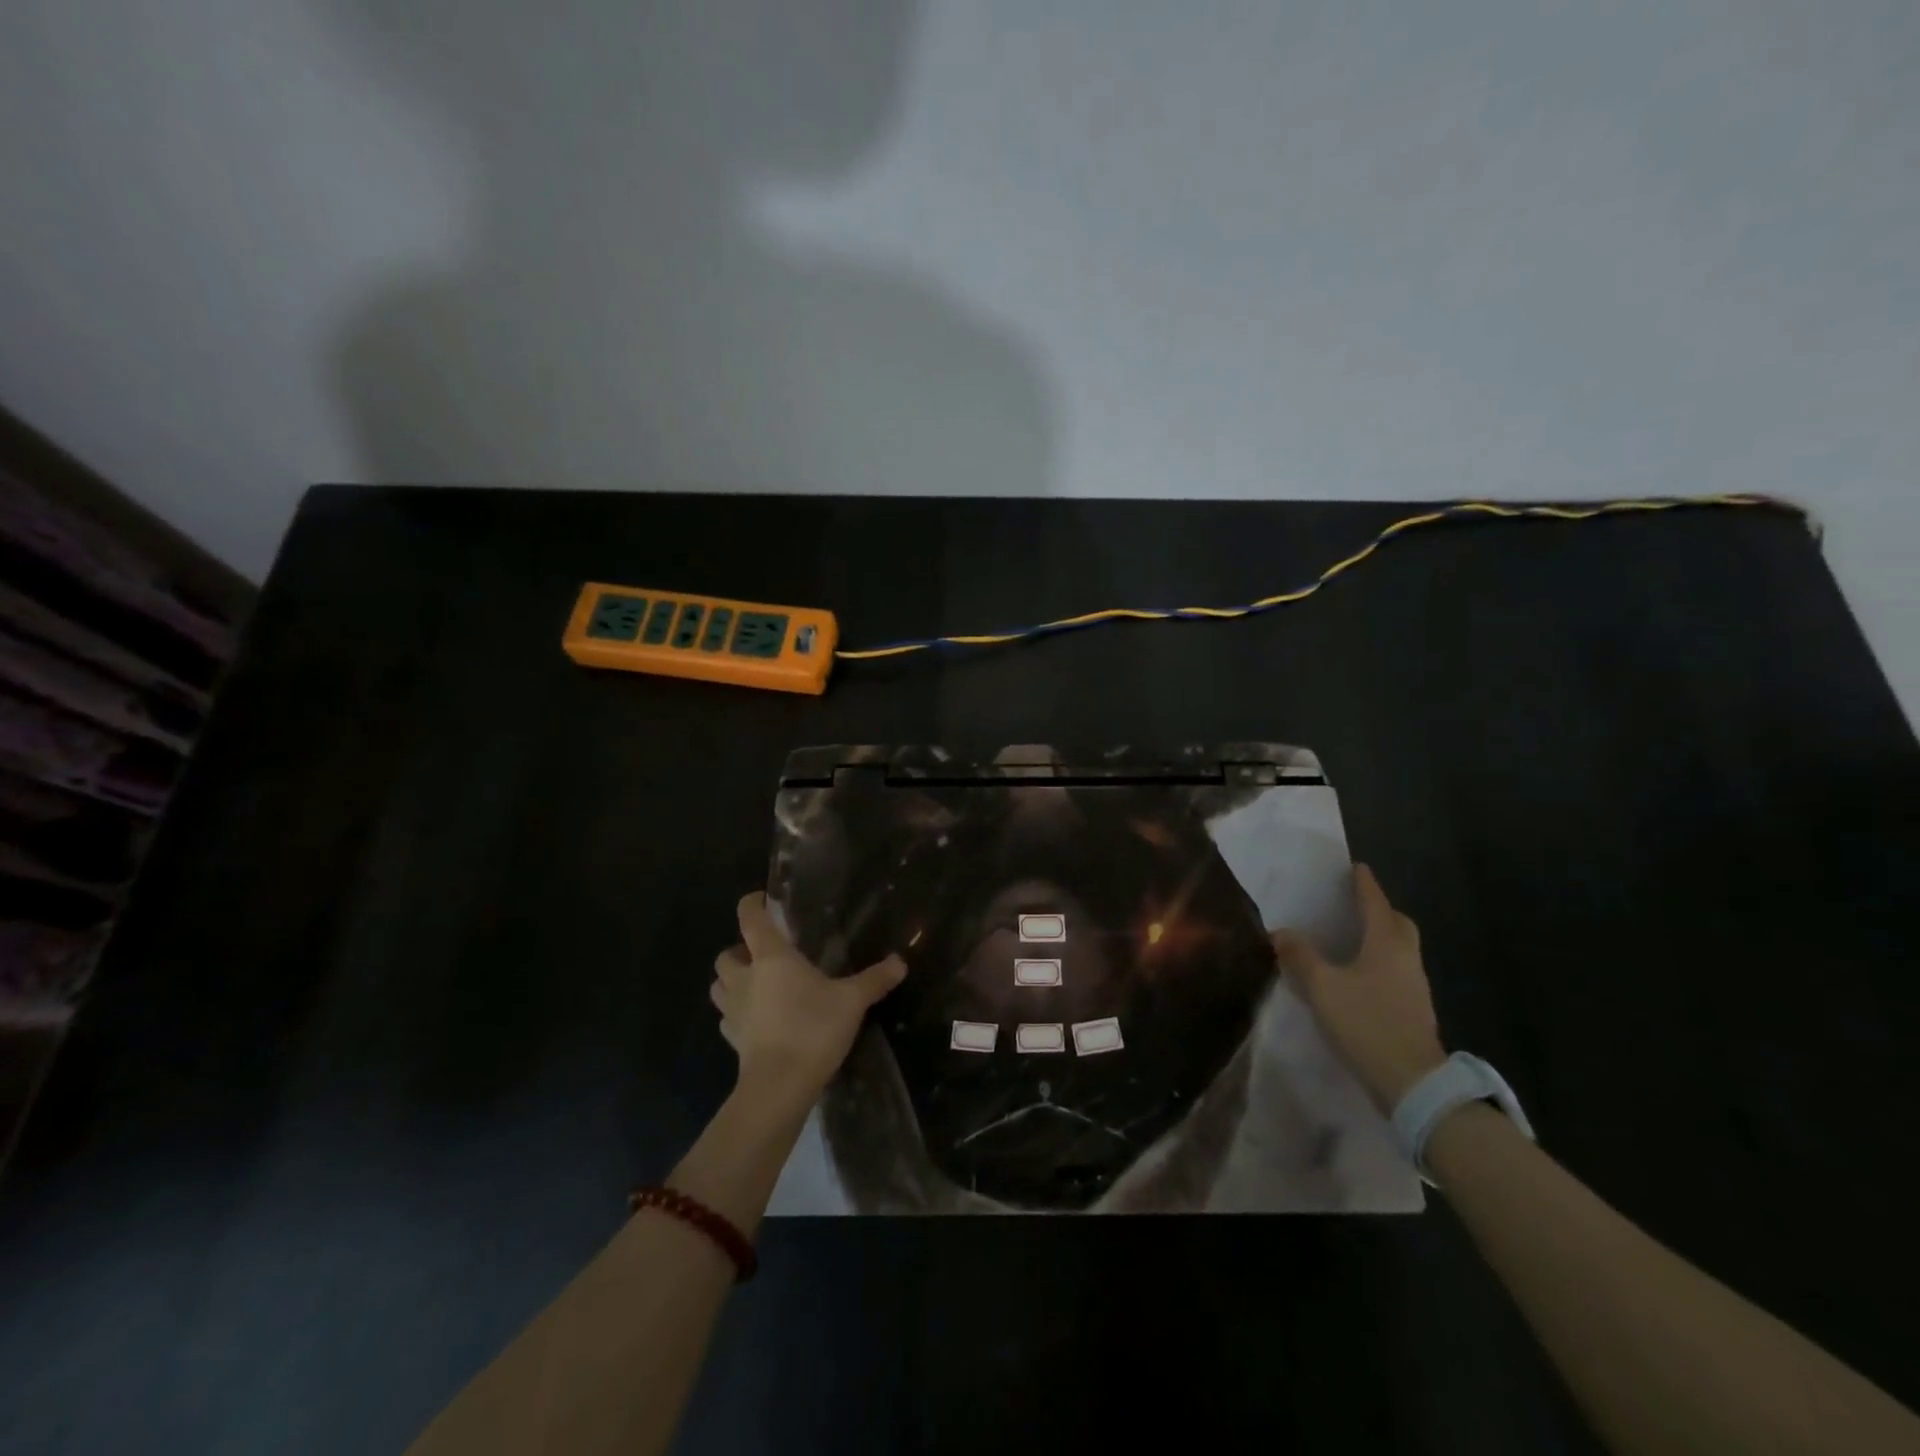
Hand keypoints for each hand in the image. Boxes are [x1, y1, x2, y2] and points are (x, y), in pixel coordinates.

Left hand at [711, 892, 906, 1110]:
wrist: (779, 1086)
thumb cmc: (813, 1029)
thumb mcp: (852, 1001)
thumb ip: (874, 979)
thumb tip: (900, 962)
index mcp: (771, 958)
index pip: (750, 919)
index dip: (751, 904)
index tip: (761, 899)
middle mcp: (745, 978)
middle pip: (726, 954)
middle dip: (739, 950)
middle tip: (763, 954)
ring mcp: (734, 1011)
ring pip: (719, 986)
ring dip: (731, 981)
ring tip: (756, 985)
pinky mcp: (732, 1039)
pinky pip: (727, 1018)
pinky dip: (736, 1013)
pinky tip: (757, 1019)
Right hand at [1270, 864, 1446, 1113]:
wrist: (1412, 1083)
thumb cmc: (1366, 1022)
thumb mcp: (1322, 987)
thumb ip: (1300, 956)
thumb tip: (1281, 932)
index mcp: (1386, 943)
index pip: (1375, 902)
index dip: (1364, 884)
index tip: (1355, 867)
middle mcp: (1406, 958)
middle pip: (1397, 924)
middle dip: (1380, 910)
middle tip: (1355, 905)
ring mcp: (1415, 986)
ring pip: (1400, 949)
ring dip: (1380, 938)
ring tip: (1351, 939)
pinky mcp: (1414, 1011)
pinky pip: (1397, 972)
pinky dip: (1380, 963)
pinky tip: (1359, 976)